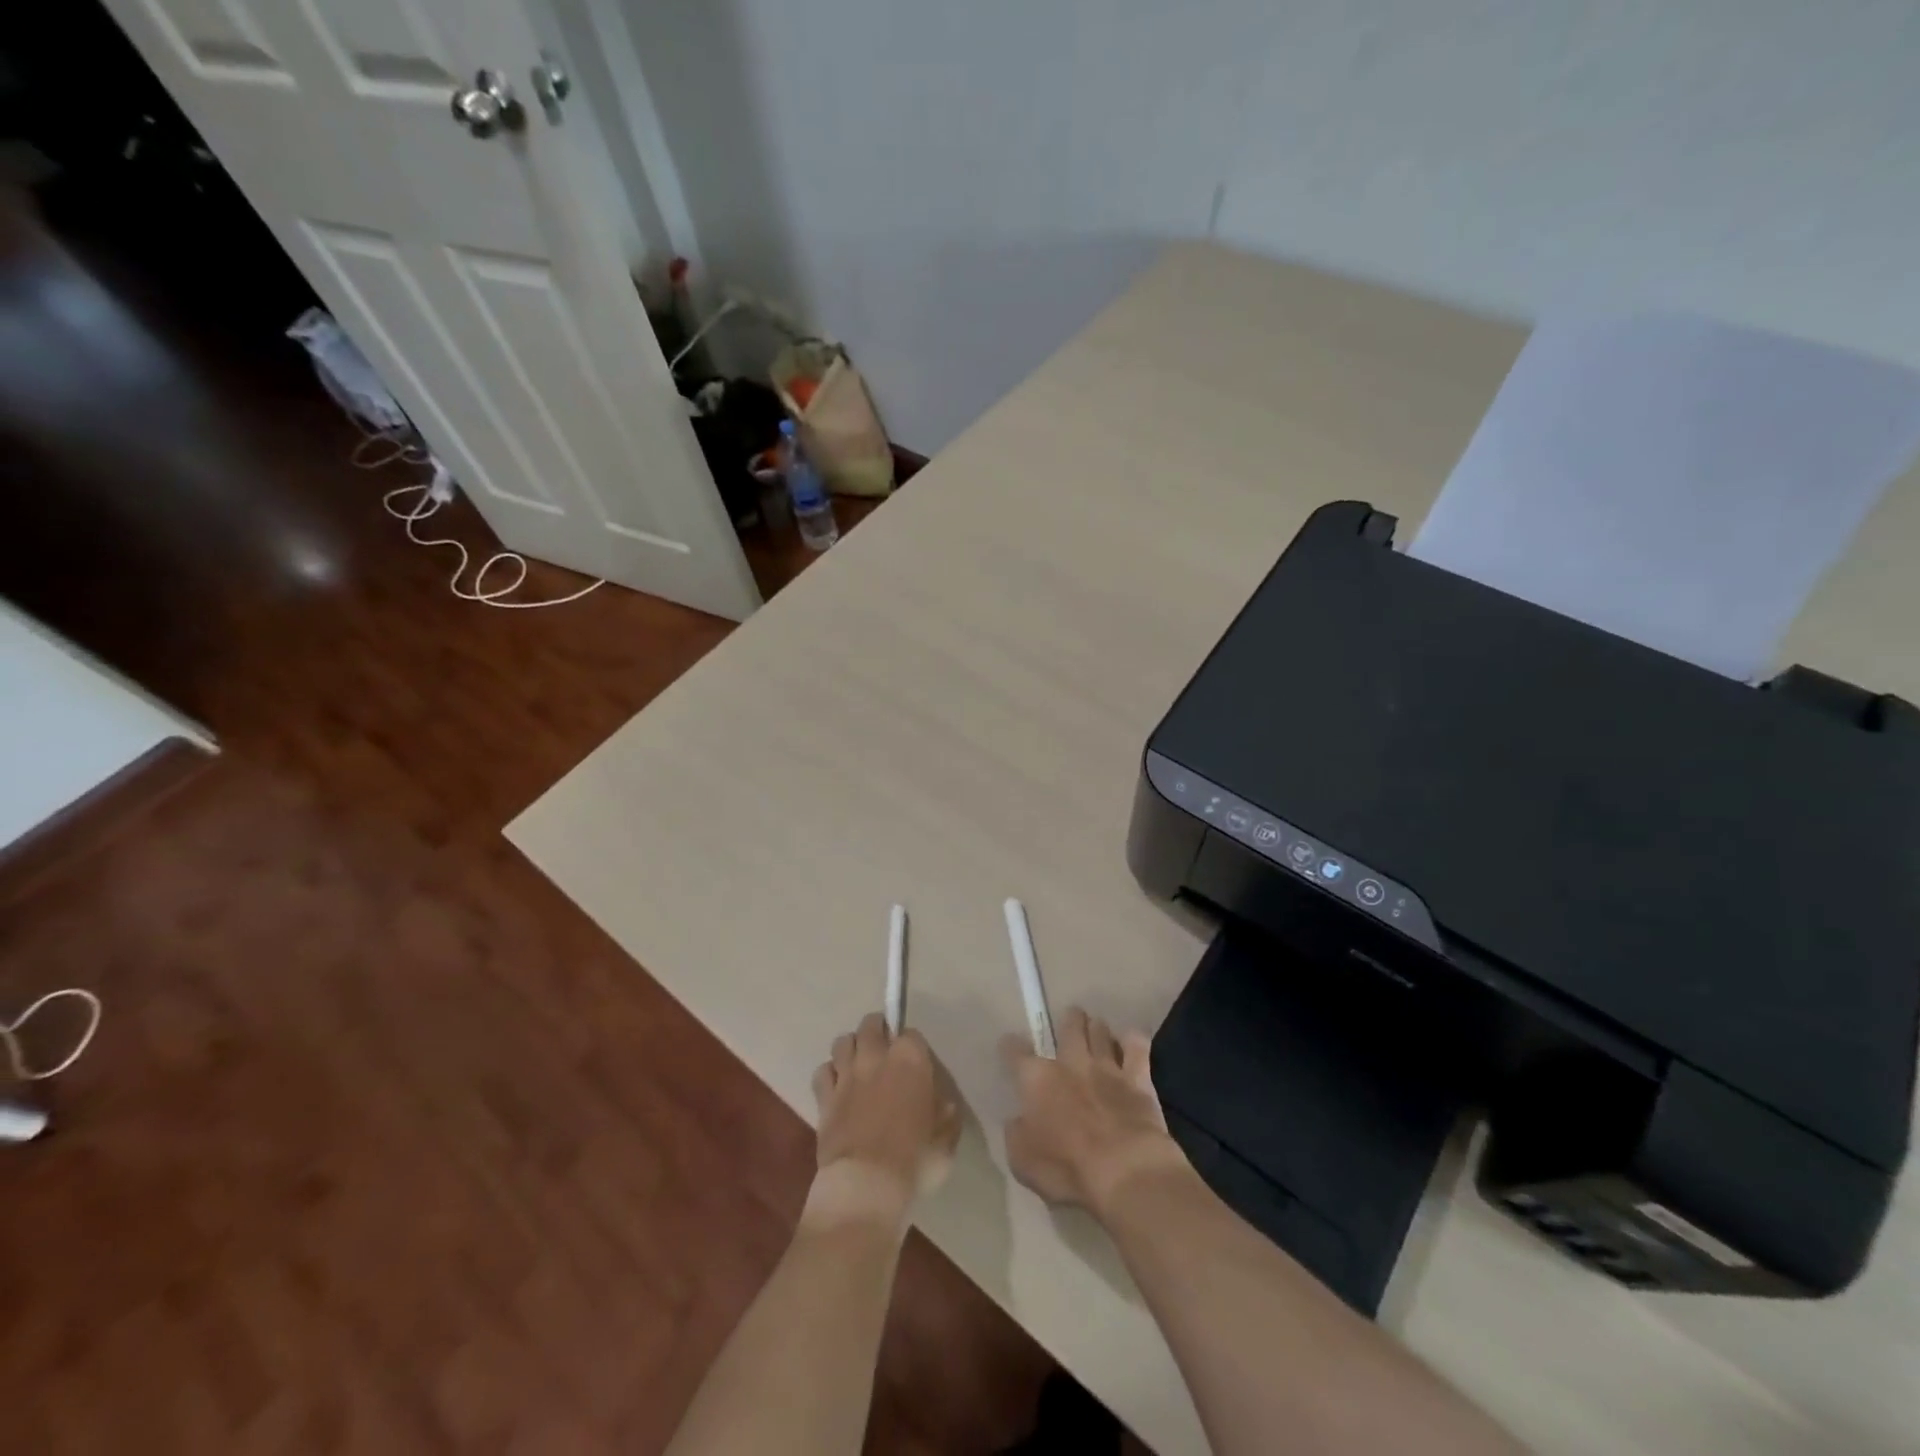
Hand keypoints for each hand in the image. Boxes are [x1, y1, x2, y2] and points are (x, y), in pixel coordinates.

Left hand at [808, 1013, 959, 1230]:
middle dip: (877, 1029)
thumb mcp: (946, 1138)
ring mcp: (846, 1075)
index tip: (915, 1061)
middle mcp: (876, 1057)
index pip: (911, 1033)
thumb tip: (941, 1104)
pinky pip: (822, 1071)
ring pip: (842, 1041)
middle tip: (883, 1047)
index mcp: (910, 1060)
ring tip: (858, 1062)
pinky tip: (837, 1085)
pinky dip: (829, 1073)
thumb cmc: (914, 1159)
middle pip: (871, 1024)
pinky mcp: (824, 1097)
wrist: (867, 1184)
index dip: (913, 1046)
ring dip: (851, 1047)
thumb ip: (945, 1112)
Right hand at [1001, 1006, 1186, 1217]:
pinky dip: (1133, 1041)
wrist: (1124, 1171)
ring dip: (1097, 1028)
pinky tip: (1132, 1042)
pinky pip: (1137, 1047)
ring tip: (1097, 1028)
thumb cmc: (1066, 1168)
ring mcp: (1106, 1067)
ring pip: (1100, 1031)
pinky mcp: (1138, 1078)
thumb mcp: (1022, 1160)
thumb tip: (1018, 1119)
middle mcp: (1070, 1063)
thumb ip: (1017, 1133)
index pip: (1016, 1052)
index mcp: (1037, 1079)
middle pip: (1069, 1027)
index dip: (1010, 1046)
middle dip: (1069, 1020)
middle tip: (1071, 1019)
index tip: (1009, 1045)